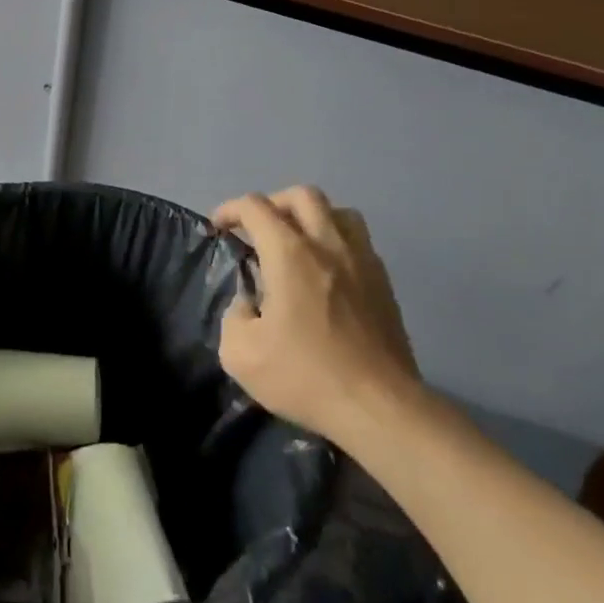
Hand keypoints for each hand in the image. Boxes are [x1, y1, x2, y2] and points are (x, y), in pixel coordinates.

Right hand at [214, 187, 422, 440]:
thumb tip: (248, 304)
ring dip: (312, 217)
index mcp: (290, 253)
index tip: (219, 228)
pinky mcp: (384, 283)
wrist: (379, 407)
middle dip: (273, 204)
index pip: (256, 207)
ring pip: (338, 211)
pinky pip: (358, 242)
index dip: (230, 209)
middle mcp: (328, 244)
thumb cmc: (306, 376)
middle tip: (258, 230)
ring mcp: (362, 261)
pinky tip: (327, 273)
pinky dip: (336, 242)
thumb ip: (233, 317)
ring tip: (297, 242)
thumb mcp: (240, 355)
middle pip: (301, 195)